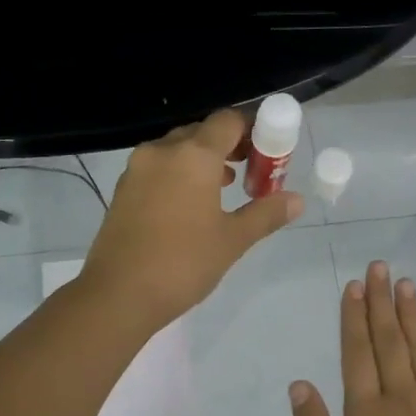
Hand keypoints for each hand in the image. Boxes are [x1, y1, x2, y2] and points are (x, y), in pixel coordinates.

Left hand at [82, 108, 303, 327]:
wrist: (119, 294)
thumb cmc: (183, 263)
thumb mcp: (232, 240)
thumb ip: (265, 214)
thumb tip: (296, 200)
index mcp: (194, 155)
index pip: (228, 121)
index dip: (252, 130)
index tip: (267, 153)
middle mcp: (162, 151)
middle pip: (201, 132)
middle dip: (228, 146)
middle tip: (249, 172)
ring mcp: (137, 169)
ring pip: (176, 150)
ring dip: (202, 161)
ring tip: (224, 188)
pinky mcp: (122, 190)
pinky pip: (158, 168)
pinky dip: (178, 174)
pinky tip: (189, 205)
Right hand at [290, 262, 415, 415]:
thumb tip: (299, 384)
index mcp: (366, 413)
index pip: (357, 353)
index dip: (354, 317)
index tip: (354, 285)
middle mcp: (402, 399)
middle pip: (389, 342)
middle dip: (381, 302)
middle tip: (380, 267)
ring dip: (413, 316)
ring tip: (406, 284)